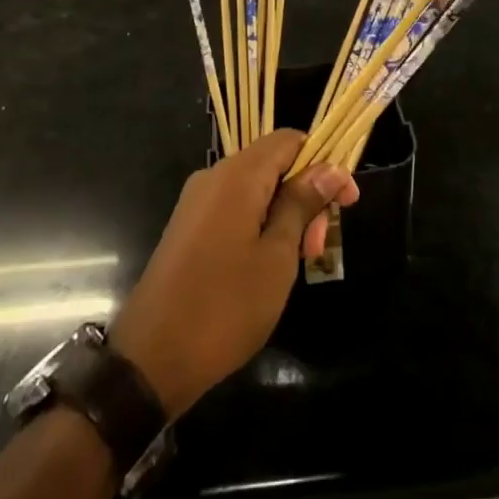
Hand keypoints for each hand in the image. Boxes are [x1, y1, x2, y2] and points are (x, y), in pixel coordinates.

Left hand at [112, 132, 358, 419]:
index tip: (346, 202)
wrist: (152, 358)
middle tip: (318, 247)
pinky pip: (235, 208)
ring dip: (285, 214)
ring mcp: (197, 202)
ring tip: (300, 261)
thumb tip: (330, 169)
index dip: (324, 163)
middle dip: (305, 196)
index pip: (289, 140)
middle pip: (273, 164)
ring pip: (256, 189)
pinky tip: (271, 263)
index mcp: (238, 175)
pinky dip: (261, 224)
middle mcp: (214, 176)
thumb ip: (302, 205)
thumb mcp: (277, 256)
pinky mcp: (189, 226)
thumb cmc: (225, 306)